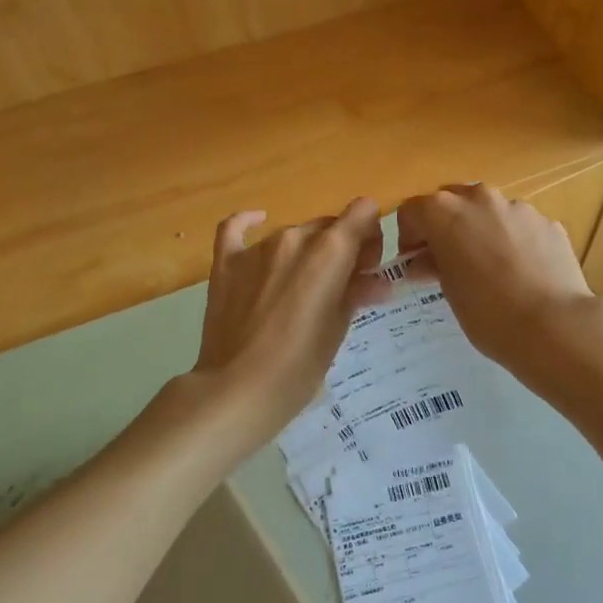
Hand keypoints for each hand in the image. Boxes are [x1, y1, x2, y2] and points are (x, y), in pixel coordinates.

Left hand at [158, 198, 385, 460]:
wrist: (239, 389)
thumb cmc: (301, 365)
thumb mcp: (339, 327)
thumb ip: (358, 292)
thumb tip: (377, 281)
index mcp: (330, 250)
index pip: (363, 212)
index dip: (370, 237)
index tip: (365, 269)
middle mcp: (295, 237)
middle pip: (329, 225)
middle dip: (341, 249)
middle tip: (339, 288)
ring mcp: (257, 248)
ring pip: (293, 233)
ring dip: (304, 252)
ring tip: (299, 289)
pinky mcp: (226, 263)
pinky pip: (236, 228)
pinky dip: (249, 222)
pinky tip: (257, 221)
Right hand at [396, 184, 602, 381]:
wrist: (554, 326)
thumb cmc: (488, 312)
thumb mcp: (449, 291)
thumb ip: (433, 265)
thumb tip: (425, 261)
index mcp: (445, 212)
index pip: (412, 211)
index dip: (409, 237)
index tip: (414, 263)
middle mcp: (480, 199)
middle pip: (452, 202)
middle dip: (445, 226)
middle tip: (448, 261)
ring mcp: (518, 208)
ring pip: (489, 211)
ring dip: (481, 231)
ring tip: (490, 269)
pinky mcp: (548, 223)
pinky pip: (520, 227)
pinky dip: (513, 241)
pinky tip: (522, 274)